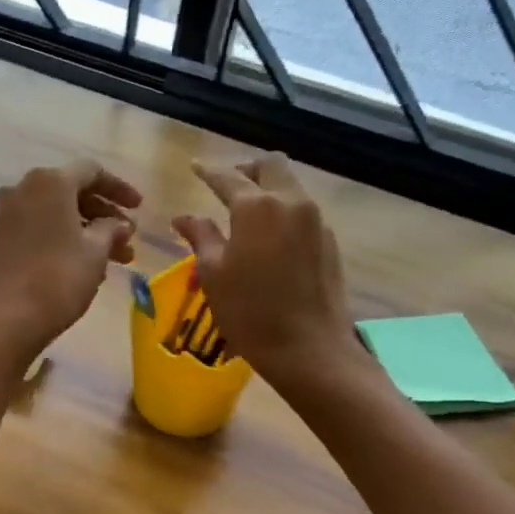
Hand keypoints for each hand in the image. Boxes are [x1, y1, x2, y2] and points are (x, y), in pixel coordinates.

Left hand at [0, 160, 141, 362]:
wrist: (5, 319)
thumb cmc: (57, 279)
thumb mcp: (95, 252)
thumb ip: (112, 230)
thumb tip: (120, 224)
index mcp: (50, 182)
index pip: (92, 172)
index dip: (120, 189)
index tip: (140, 209)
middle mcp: (24, 189)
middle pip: (73, 192)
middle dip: (105, 215)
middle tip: (128, 240)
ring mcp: (8, 214)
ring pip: (57, 214)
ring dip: (88, 231)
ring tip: (116, 260)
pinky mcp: (0, 239)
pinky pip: (40, 228)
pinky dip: (65, 239)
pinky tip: (85, 265)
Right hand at [173, 153, 361, 386]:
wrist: (309, 348)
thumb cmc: (249, 312)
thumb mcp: (213, 274)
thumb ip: (201, 236)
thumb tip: (184, 217)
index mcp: (257, 207)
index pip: (228, 177)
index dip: (208, 171)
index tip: (195, 167)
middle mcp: (291, 202)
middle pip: (270, 165)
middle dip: (246, 169)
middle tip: (227, 185)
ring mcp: (316, 221)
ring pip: (291, 186)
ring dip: (268, 189)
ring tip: (247, 212)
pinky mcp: (329, 241)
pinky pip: (303, 211)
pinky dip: (283, 211)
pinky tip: (271, 238)